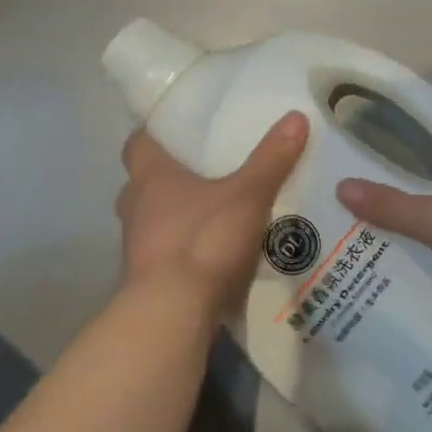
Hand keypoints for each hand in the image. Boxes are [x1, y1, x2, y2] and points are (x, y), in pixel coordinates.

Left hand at [116, 111, 309, 316]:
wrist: (172, 315)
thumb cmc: (203, 241)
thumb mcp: (247, 195)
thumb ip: (271, 159)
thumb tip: (296, 116)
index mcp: (150, 177)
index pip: (137, 143)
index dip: (154, 134)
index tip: (176, 129)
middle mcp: (135, 206)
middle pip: (143, 182)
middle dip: (167, 176)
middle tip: (202, 169)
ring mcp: (137, 246)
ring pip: (152, 218)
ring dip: (175, 214)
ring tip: (212, 210)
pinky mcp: (147, 279)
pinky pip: (164, 252)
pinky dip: (182, 248)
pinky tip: (212, 251)